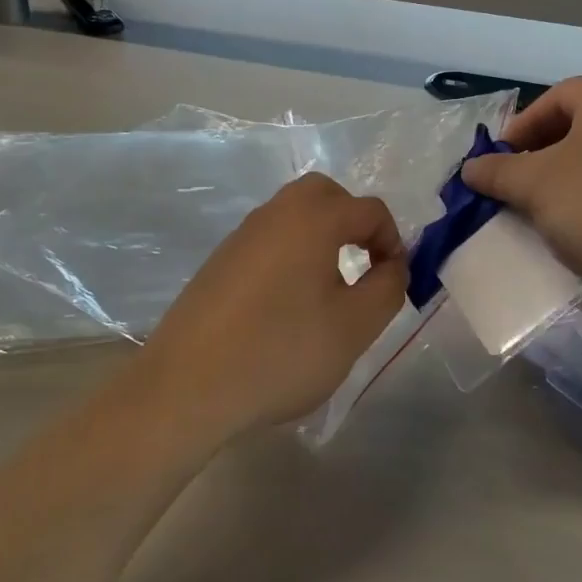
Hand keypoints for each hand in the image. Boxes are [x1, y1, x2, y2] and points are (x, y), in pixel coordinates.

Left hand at [138, 173, 407, 441]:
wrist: (187, 386)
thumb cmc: (281, 352)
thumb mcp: (354, 327)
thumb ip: (387, 287)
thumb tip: (392, 266)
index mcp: (312, 218)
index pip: (369, 209)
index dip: (393, 241)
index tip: (394, 282)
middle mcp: (275, 214)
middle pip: (325, 195)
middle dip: (353, 222)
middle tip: (363, 264)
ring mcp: (241, 236)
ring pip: (293, 216)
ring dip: (321, 238)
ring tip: (329, 289)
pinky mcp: (219, 262)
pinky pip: (268, 241)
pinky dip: (290, 255)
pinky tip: (287, 305)